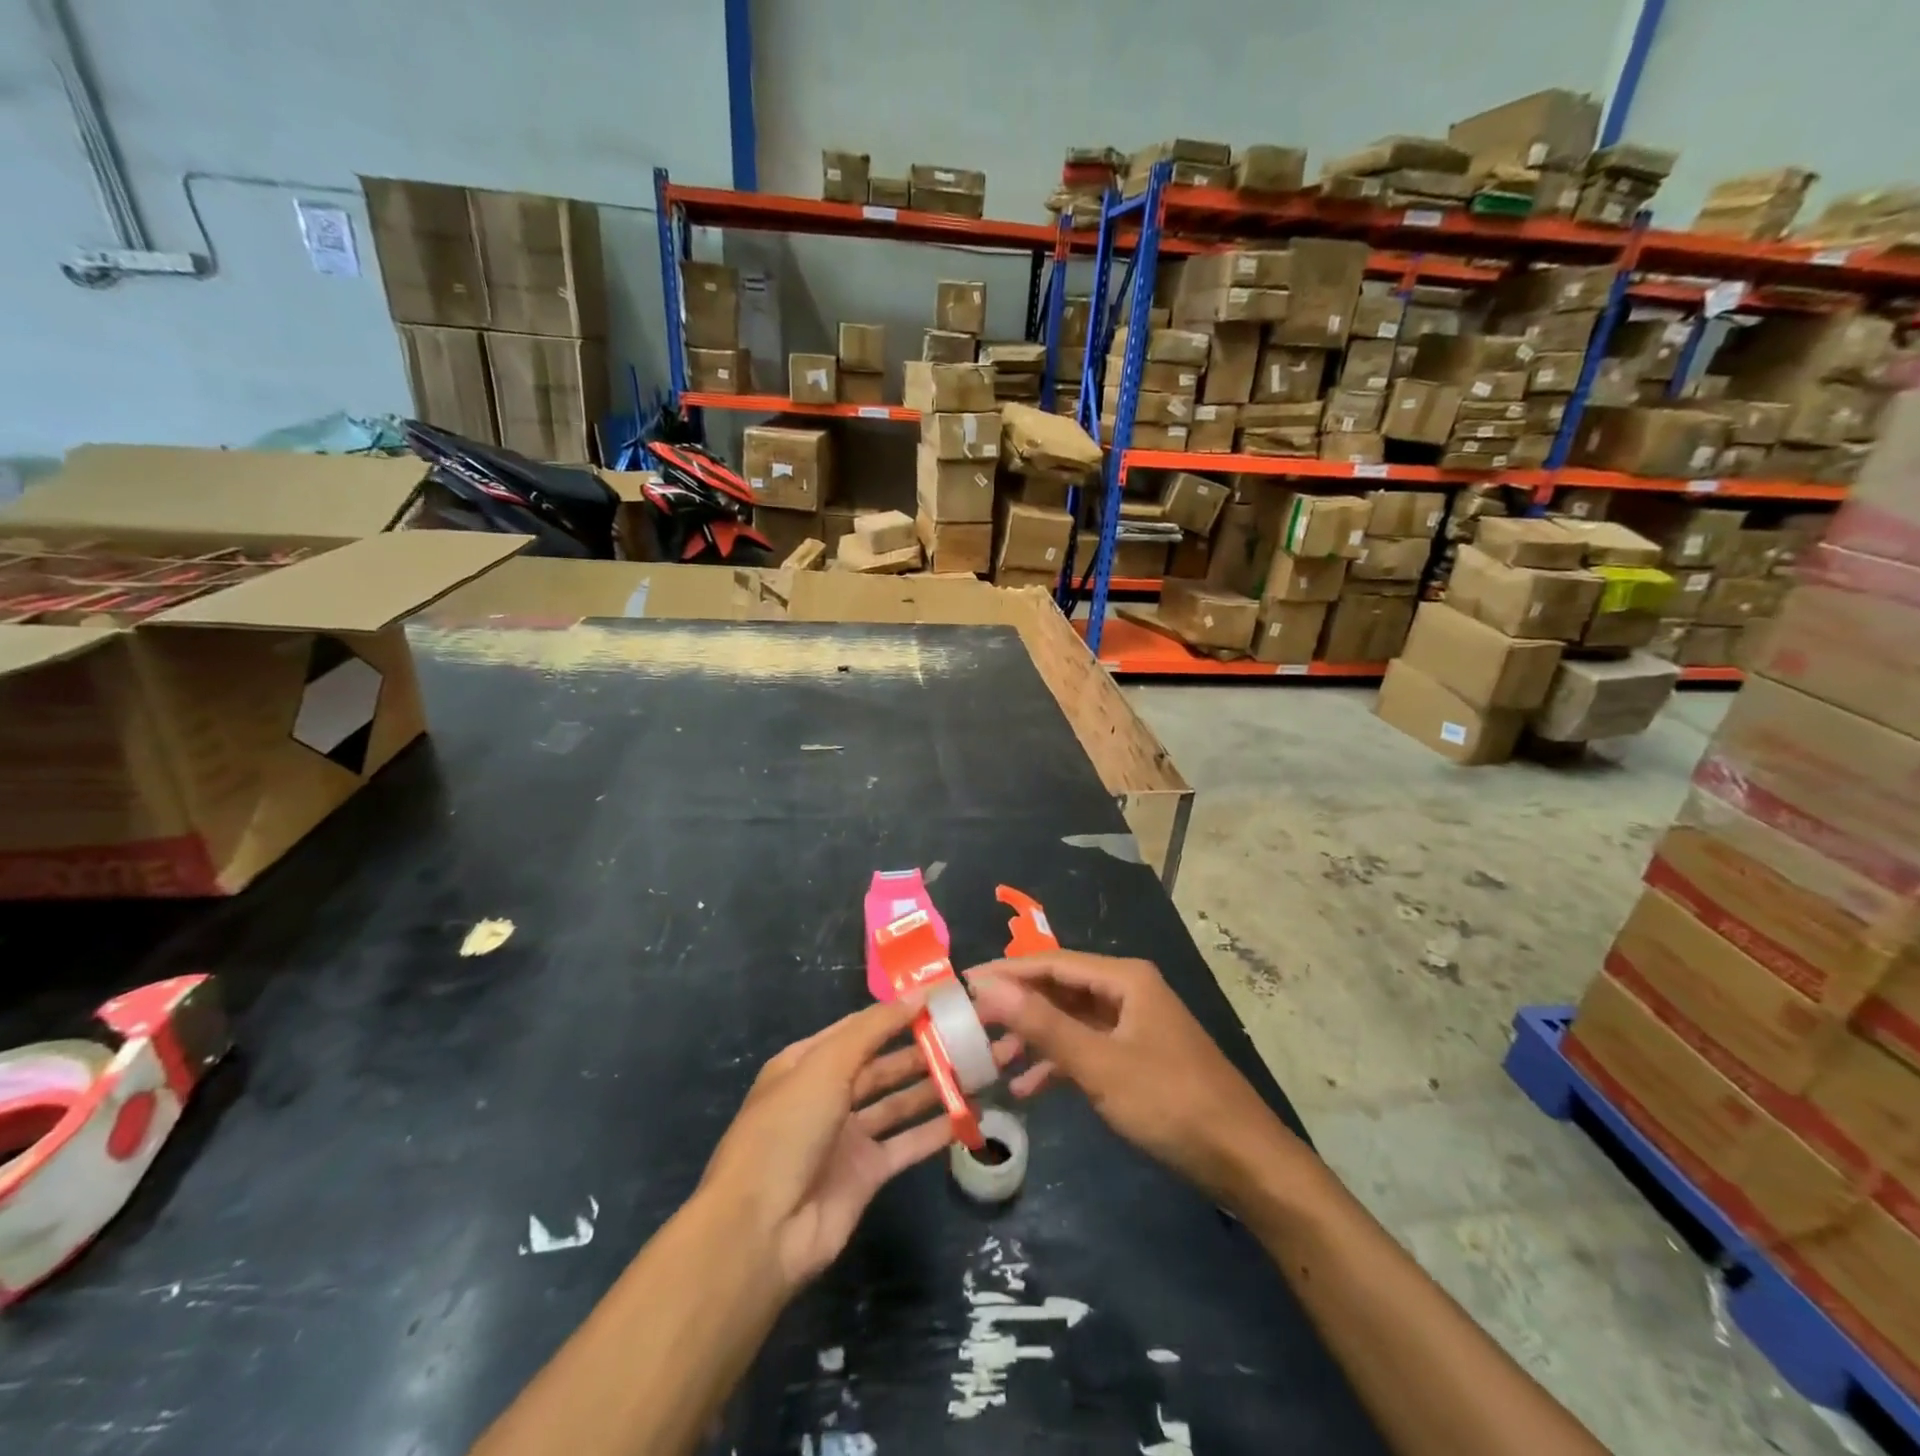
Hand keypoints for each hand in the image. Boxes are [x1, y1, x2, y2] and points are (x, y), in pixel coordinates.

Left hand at [699, 998, 1021, 1290]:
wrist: (761, 1231)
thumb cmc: (788, 1130)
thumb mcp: (826, 1065)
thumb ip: (874, 1028)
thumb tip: (917, 995)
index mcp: (808, 1062)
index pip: (859, 1028)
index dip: (897, 1013)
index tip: (940, 1000)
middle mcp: (828, 1094)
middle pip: (883, 1064)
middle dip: (922, 1049)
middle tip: (970, 1034)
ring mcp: (848, 1136)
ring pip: (899, 1102)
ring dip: (935, 1086)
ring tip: (978, 1068)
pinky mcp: (866, 1174)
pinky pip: (907, 1144)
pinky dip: (936, 1130)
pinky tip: (970, 1115)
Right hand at [967, 951, 1303, 1205]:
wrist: (1244, 1161)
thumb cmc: (1170, 1102)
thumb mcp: (1099, 1064)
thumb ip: (1042, 1025)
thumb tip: (988, 986)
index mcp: (1124, 978)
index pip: (1051, 963)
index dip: (1006, 972)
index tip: (962, 985)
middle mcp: (1127, 992)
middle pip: (1059, 990)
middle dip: (1017, 1009)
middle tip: (971, 1027)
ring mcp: (1133, 1025)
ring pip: (1071, 1022)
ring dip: (1034, 1040)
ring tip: (992, 1063)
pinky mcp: (1137, 1057)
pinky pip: (1087, 1049)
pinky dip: (1058, 1065)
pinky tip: (1029, 1091)